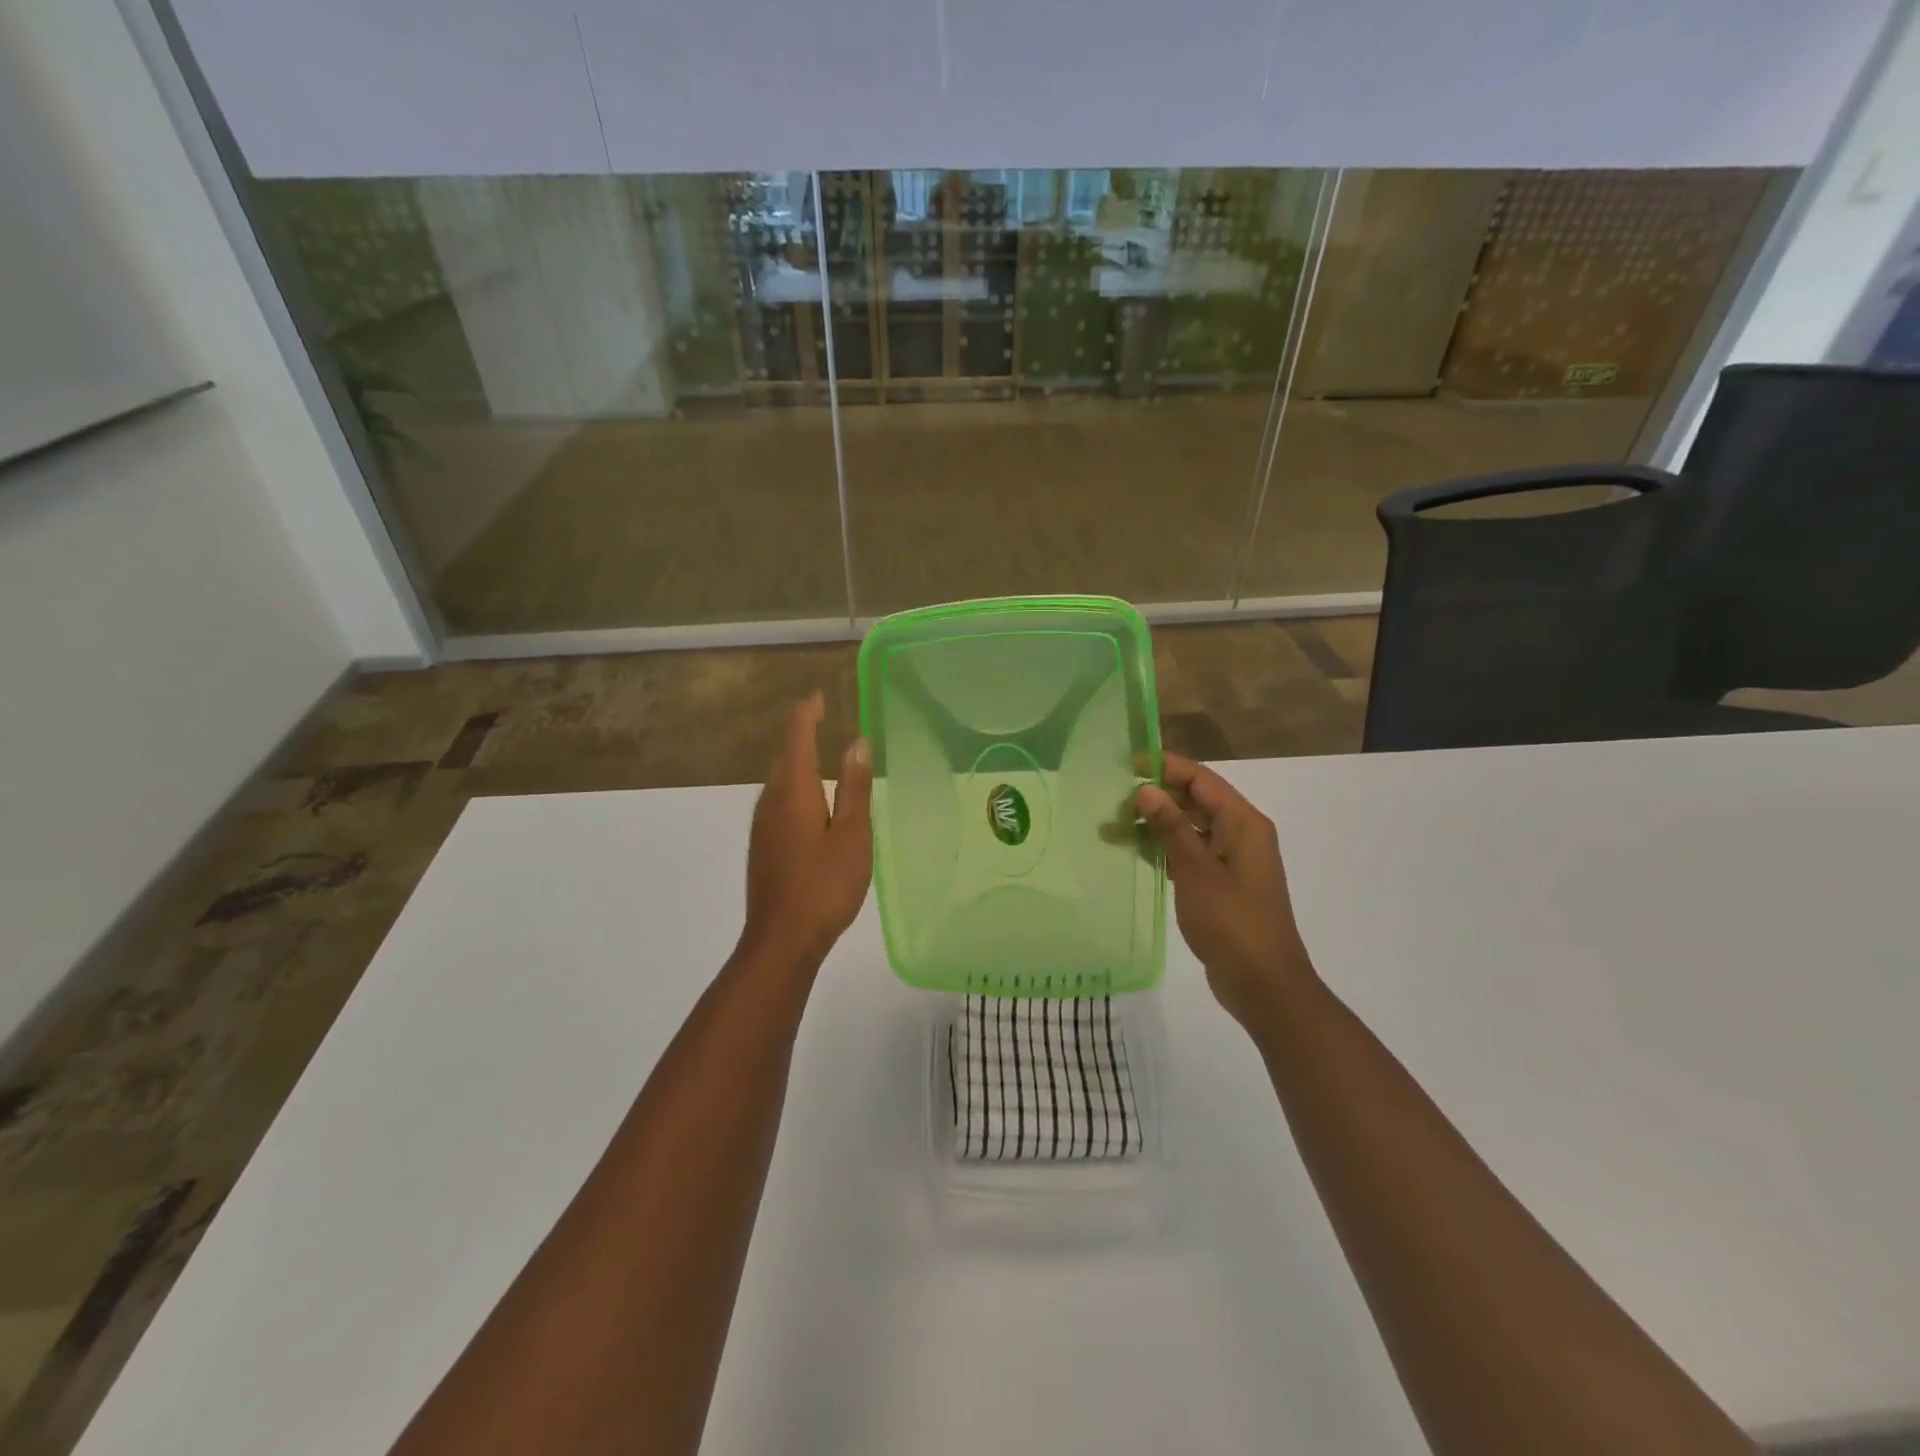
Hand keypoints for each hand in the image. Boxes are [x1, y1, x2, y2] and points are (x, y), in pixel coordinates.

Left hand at [742, 694, 873, 964]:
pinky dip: (795, 785)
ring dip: (797, 760)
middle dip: (800, 733)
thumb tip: (857, 742)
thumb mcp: (851, 834)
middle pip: (784, 756)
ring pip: (779, 780)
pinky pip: (779, 800)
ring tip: (819, 751)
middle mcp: (771, 801)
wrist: (782, 939)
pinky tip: (810, 800)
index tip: (818, 697)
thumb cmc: (824, 884)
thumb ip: (853, 787)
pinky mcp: (764, 846)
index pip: (797, 739)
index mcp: (794, 792)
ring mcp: (763, 825)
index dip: (807, 714)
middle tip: (820, 717)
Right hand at [1136, 753, 1315, 1027]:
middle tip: (1112, 802)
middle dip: (1155, 797)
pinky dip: (1164, 850)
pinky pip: (1190, 854)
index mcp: (1243, 823)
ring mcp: (1232, 861)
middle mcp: (1240, 834)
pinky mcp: (1221, 885)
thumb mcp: (1197, 870)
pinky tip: (1134, 854)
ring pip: (1189, 829)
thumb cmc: (1232, 921)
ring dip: (1155, 826)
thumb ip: (1172, 827)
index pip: (1201, 779)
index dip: (1166, 767)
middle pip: (1195, 801)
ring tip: (1112, 830)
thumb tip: (1146, 789)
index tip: (1127, 764)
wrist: (1263, 984)